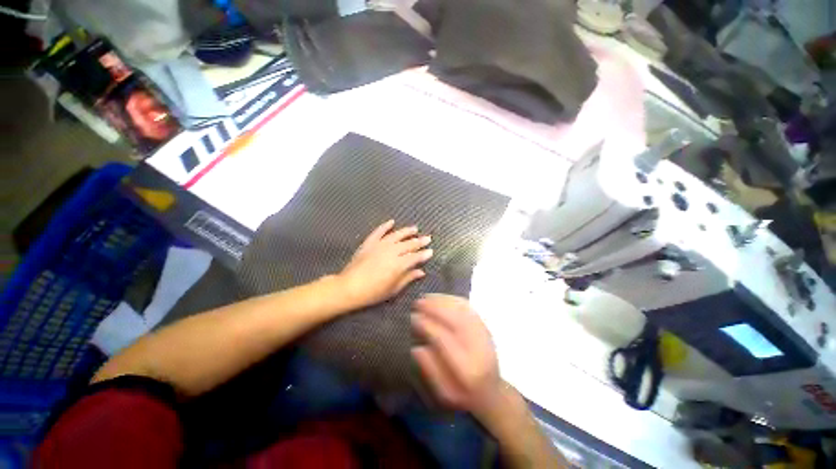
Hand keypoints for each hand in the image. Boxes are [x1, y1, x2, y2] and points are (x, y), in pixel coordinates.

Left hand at [337, 220, 432, 309]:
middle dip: (419, 241)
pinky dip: (385, 226)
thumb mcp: (393, 289)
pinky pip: (379, 231)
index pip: (415, 257)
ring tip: (415, 228)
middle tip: (427, 238)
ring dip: (407, 231)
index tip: (431, 251)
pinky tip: (392, 221)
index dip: (424, 254)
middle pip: (408, 244)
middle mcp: (391, 251)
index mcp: (399, 264)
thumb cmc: (373, 292)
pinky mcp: (369, 242)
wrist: (349, 287)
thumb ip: (408, 278)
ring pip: (396, 235)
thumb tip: (421, 272)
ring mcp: (380, 245)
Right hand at [411, 295, 503, 417]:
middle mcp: (477, 347)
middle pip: (454, 320)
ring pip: (462, 310)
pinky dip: (453, 299)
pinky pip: (469, 308)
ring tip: (426, 297)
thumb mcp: (444, 394)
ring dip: (443, 301)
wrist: (493, 392)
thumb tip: (416, 348)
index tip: (413, 317)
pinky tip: (442, 297)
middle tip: (418, 302)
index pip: (443, 339)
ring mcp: (484, 334)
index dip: (427, 325)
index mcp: (466, 368)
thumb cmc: (465, 396)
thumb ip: (430, 370)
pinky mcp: (485, 327)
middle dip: (434, 308)